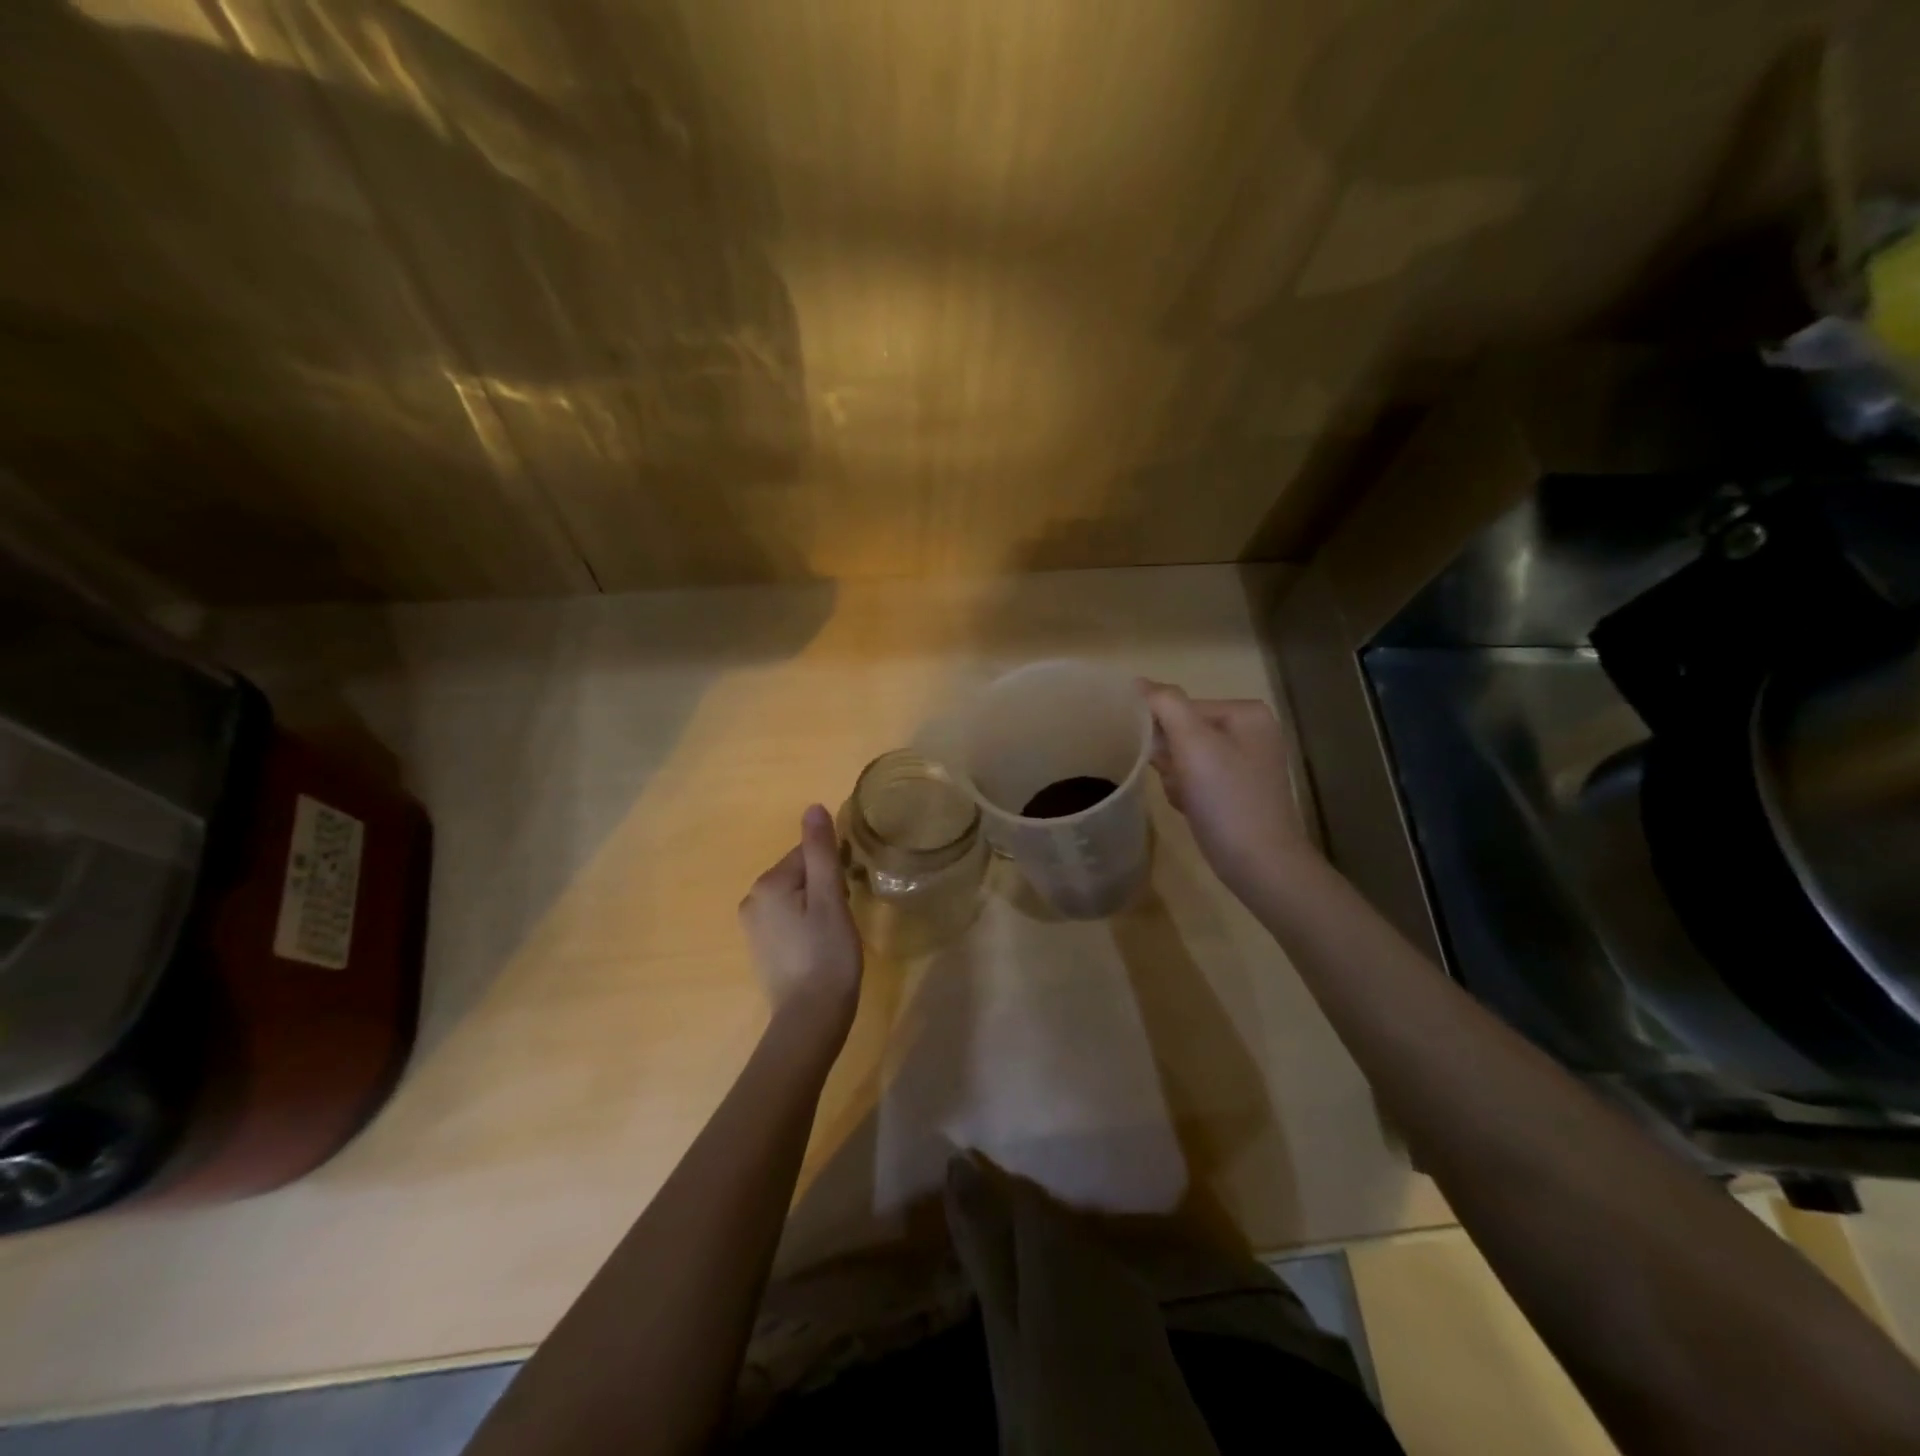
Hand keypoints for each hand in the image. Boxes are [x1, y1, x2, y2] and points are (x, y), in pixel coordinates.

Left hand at [739, 804, 863, 1043]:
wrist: (810, 1018)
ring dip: (817, 904)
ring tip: (835, 932)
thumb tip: (813, 807)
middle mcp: (752, 899)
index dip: (835, 869)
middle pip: (800, 873)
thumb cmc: (826, 953)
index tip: (850, 891)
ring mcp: (752, 926)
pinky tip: (820, 945)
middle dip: (825, 885)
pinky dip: (806, 923)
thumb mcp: (830, 897)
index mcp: (768, 883)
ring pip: (795, 896)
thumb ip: (821, 851)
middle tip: (845, 914)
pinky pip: (787, 918)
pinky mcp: (760, 947)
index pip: (808, 854)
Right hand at [1142, 680, 1314, 895]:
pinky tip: (1193, 810)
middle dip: (1171, 759)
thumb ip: (1165, 704)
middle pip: (1182, 732)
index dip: (1163, 734)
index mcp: (1246, 712)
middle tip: (1181, 783)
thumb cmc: (1227, 799)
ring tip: (1188, 800)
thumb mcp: (1193, 744)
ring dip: (1175, 778)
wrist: (1260, 864)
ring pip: (1185, 758)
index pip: (1180, 708)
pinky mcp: (1238, 791)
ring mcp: (1246, 763)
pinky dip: (1187, 793)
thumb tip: (1138, 682)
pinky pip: (1196, 779)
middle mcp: (1251, 731)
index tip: (1165, 762)